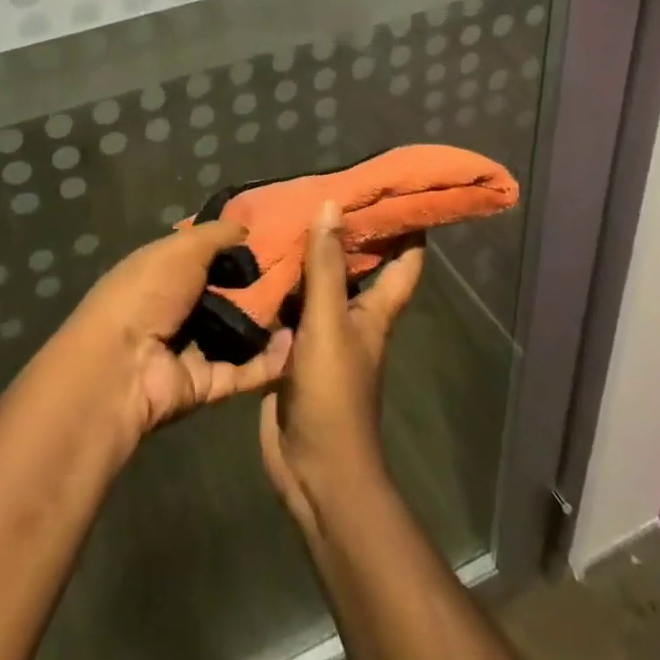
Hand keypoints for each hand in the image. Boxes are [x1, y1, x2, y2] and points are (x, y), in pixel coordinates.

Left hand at [58, 221, 293, 441]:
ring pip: (240, 332)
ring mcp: (193, 347)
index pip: (208, 255)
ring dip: (270, 321)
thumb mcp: (183, 248)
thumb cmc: (149, 291)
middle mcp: (179, 307)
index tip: (278, 237)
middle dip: (261, 283)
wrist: (122, 366)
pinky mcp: (207, 384)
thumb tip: (247, 227)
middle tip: (302, 272)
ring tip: (309, 303)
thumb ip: (217, 235)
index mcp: (166, 271)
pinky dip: (271, 359)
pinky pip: (246, 370)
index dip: (238, 246)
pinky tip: (297, 340)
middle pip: (228, 292)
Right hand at [260, 200, 423, 537]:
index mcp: (375, 310)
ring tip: (278, 215)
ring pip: (315, 285)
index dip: (408, 227)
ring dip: (302, 256)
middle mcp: (352, 316)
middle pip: (355, 266)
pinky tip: (251, 264)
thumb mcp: (329, 323)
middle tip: (318, 189)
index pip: (404, 261)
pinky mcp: (291, 351)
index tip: (396, 190)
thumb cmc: (333, 394)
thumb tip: (331, 204)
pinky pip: (285, 309)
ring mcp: (321, 335)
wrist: (313, 470)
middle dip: (342, 231)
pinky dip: (274, 287)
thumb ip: (326, 266)